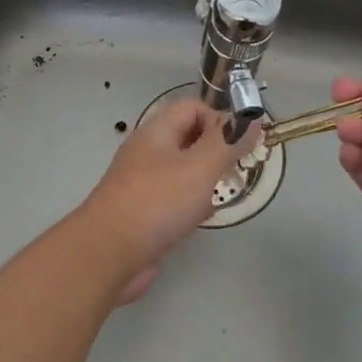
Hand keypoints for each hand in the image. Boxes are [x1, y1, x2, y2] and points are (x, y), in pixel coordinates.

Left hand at [79, 98, 256, 303]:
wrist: (109, 254)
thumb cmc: (157, 202)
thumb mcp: (200, 166)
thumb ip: (228, 142)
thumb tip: (252, 121)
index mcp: (156, 132)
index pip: (193, 108)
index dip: (220, 119)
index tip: (241, 144)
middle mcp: (148, 153)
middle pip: (189, 139)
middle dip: (217, 151)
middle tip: (238, 171)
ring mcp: (144, 184)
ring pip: (184, 171)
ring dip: (207, 180)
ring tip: (222, 195)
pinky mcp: (144, 213)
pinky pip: (175, 199)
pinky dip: (192, 204)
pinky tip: (203, 218)